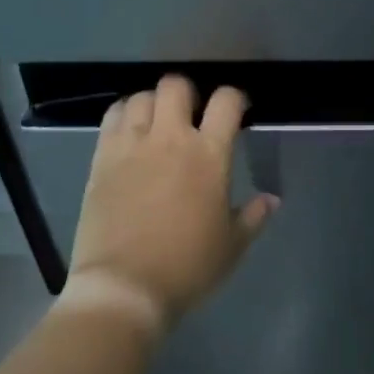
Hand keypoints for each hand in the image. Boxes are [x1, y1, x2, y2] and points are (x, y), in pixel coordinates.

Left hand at [65, 75, 278, 332]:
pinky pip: (113, 117)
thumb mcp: (231, 245)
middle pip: (177, 85)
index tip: (237, 110)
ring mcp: (132, 145)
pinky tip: (129, 132)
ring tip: (157, 122)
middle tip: (191, 114)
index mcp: (209, 155)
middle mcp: (171, 138)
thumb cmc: (187, 267)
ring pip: (142, 96)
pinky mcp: (102, 158)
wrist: (123, 288)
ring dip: (153, 103)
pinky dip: (124, 114)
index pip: (227, 101)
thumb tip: (272, 199)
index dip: (236, 98)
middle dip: (188, 93)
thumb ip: (253, 216)